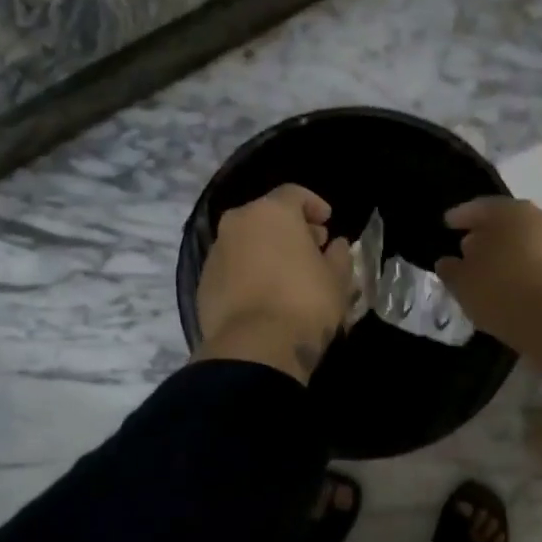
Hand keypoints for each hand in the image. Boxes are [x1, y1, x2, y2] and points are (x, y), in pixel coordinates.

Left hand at [195, 184, 354, 383]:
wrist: (255, 347)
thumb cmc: (305, 302)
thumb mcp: (337, 279)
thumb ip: (338, 255)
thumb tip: (335, 245)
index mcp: (271, 212)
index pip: (294, 194)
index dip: (314, 205)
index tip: (327, 223)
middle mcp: (237, 223)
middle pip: (266, 216)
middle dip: (290, 229)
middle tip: (310, 249)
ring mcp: (216, 253)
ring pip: (246, 242)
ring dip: (266, 251)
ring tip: (287, 276)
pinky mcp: (204, 283)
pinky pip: (232, 268)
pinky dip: (248, 273)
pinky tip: (264, 295)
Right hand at [436, 197, 541, 351]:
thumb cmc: (500, 290)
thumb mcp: (462, 281)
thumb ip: (451, 269)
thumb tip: (447, 263)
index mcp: (510, 212)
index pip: (480, 207)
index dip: (461, 216)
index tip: (448, 224)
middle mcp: (539, 219)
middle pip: (506, 222)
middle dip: (485, 234)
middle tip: (466, 247)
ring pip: (524, 242)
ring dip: (505, 252)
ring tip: (487, 270)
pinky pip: (537, 261)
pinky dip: (521, 268)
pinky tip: (508, 284)